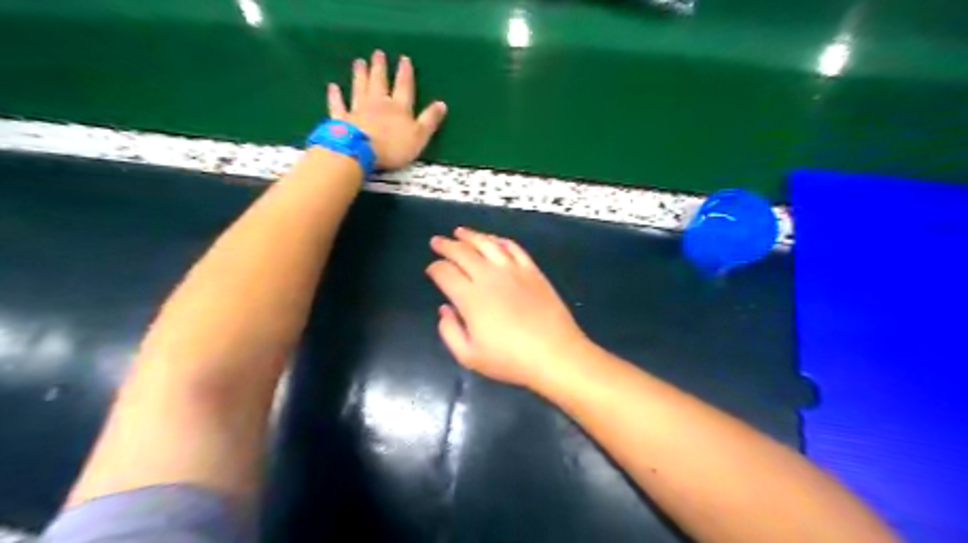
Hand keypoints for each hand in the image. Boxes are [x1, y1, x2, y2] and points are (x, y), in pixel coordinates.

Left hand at [325, 50, 444, 169]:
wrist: (360, 151)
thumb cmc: (393, 146)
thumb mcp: (419, 136)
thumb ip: (430, 120)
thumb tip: (442, 104)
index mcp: (399, 108)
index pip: (404, 87)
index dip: (405, 73)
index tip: (404, 59)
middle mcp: (378, 103)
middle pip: (379, 82)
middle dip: (379, 68)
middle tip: (377, 53)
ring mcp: (358, 109)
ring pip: (359, 88)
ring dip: (360, 75)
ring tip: (359, 62)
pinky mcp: (342, 119)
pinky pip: (338, 105)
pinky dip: (335, 96)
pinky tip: (332, 87)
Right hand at [425, 227, 588, 386]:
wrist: (554, 353)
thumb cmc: (510, 359)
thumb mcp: (469, 356)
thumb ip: (450, 332)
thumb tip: (444, 309)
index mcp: (470, 297)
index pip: (445, 273)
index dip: (434, 268)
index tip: (431, 269)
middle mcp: (489, 276)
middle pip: (463, 252)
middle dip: (446, 245)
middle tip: (437, 241)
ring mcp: (513, 270)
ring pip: (487, 244)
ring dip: (471, 236)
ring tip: (460, 231)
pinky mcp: (532, 271)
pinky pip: (513, 248)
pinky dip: (500, 241)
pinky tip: (494, 240)